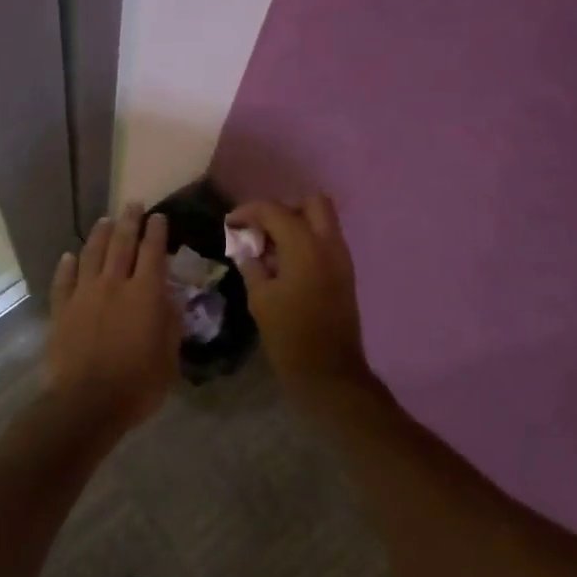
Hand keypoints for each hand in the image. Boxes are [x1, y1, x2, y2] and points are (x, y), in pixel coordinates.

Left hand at [45, 204, 180, 427]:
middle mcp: (114, 284)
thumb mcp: (169, 358)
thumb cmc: (137, 384)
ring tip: (105, 221)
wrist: (85, 403)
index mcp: (145, 293)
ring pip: (92, 253)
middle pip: (121, 243)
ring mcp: (84, 293)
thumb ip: (171, 324)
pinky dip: (68, 265)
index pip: (153, 252)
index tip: (159, 217)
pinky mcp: (62, 308)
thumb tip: (171, 299)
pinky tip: (70, 256)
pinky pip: (64, 279)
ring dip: (100, 234)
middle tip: (133, 204)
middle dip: (129, 221)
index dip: (157, 231)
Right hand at [229, 195, 372, 404]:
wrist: (329, 373)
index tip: (231, 223)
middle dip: (283, 209)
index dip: (249, 211)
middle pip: (311, 203)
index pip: (275, 210)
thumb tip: (246, 248)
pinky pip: (326, 241)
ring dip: (296, 224)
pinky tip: (285, 264)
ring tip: (269, 248)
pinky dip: (306, 240)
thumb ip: (252, 265)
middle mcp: (329, 244)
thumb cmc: (289, 336)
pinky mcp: (345, 273)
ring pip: (322, 220)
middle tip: (261, 229)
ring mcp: (342, 258)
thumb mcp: (260, 299)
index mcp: (305, 247)